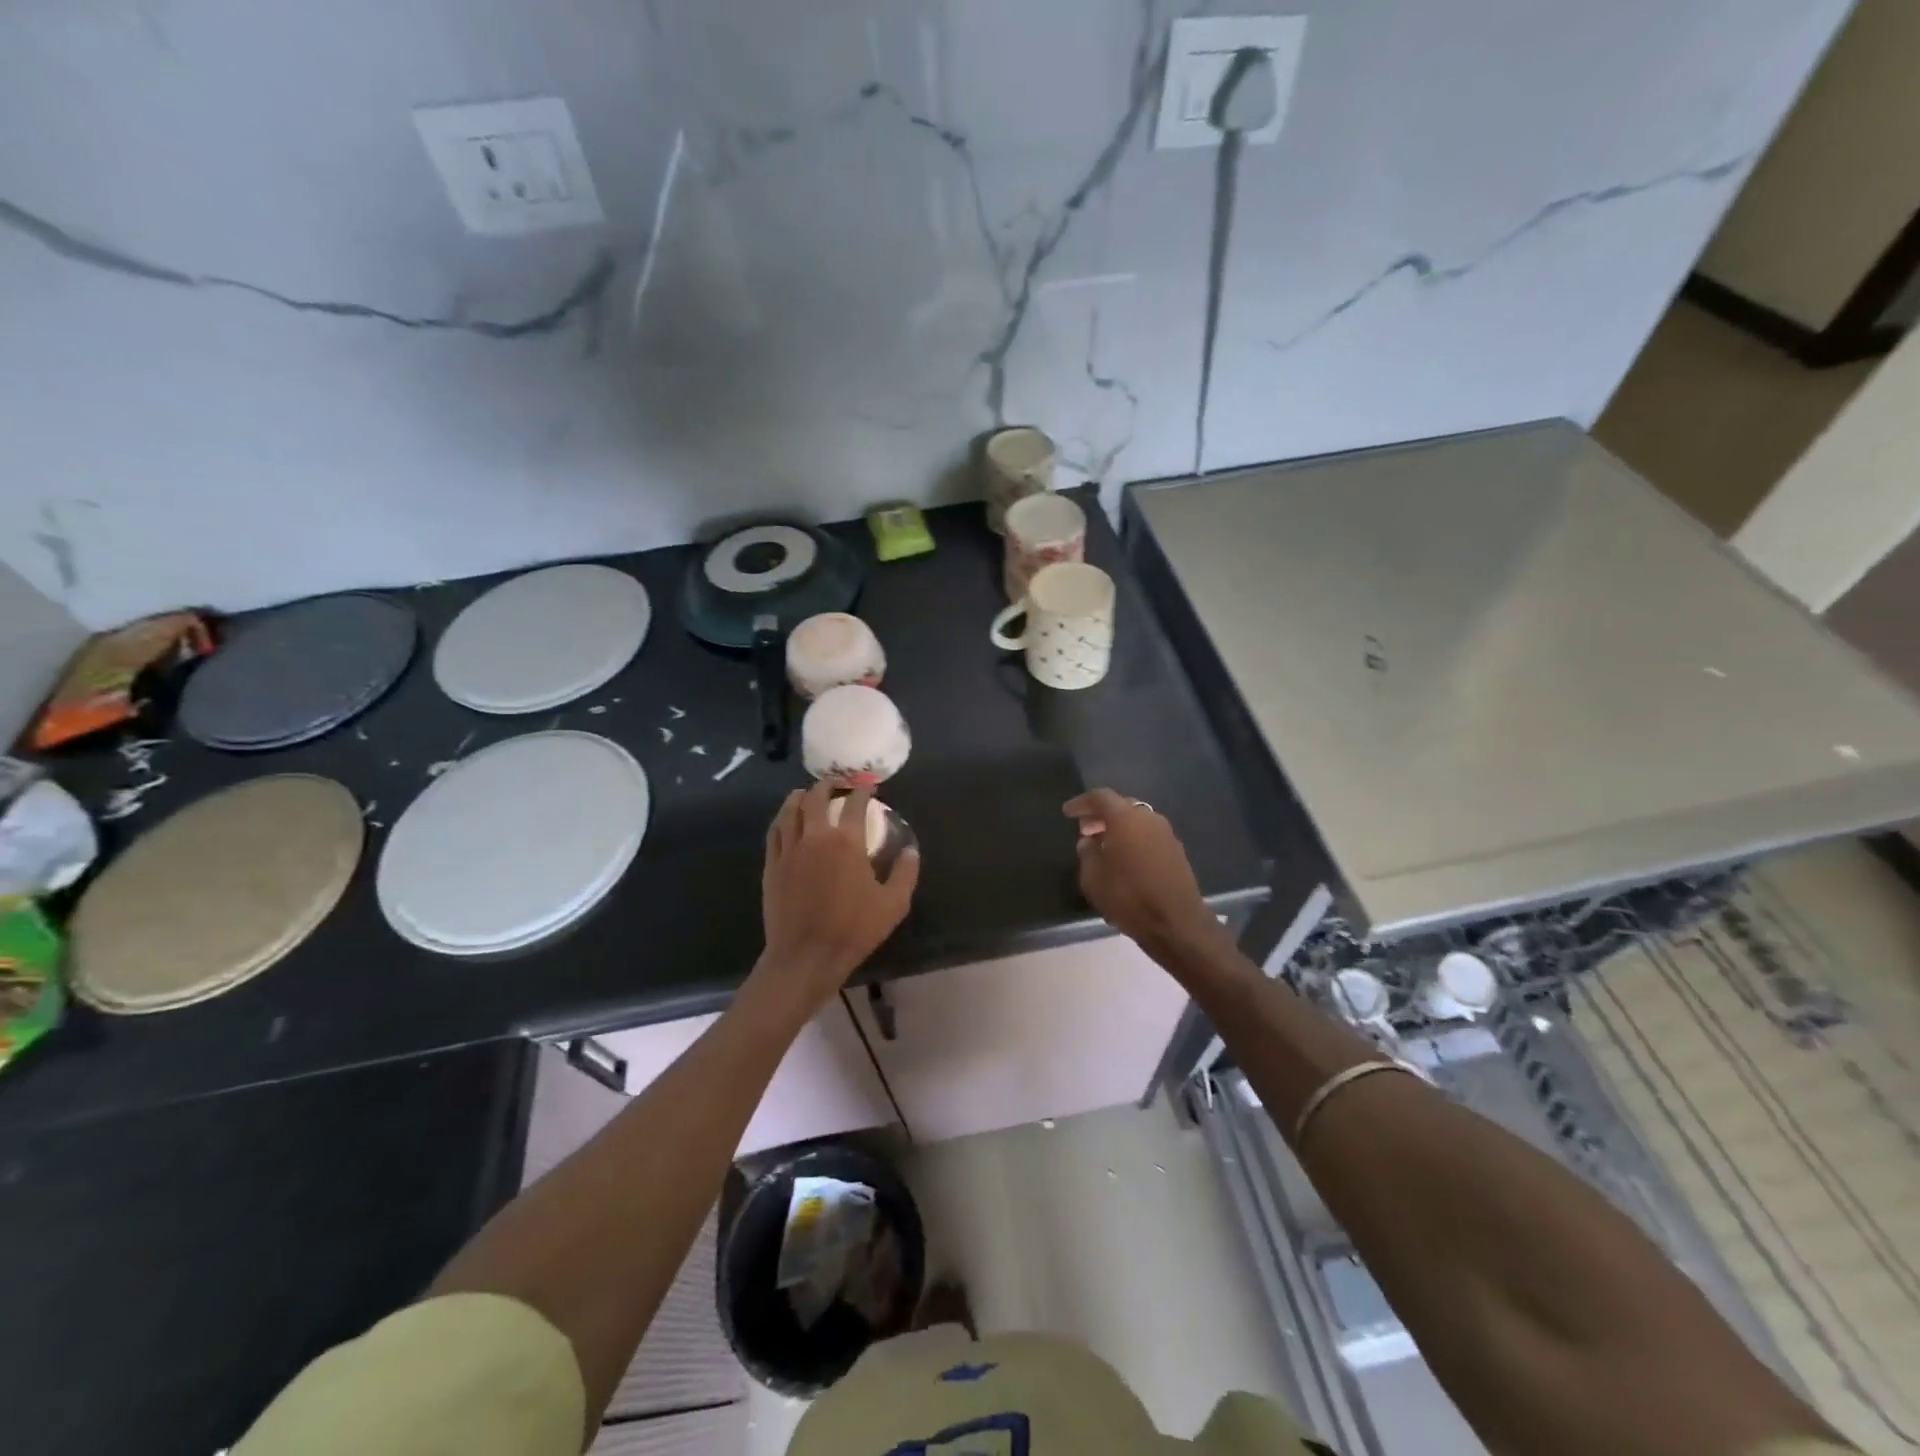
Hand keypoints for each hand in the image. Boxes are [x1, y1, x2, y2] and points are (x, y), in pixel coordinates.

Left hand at [761, 782, 919, 1003]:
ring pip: (791, 810)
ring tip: (807, 793)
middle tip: (836, 784)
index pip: (855, 804)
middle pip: (816, 798)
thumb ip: (905, 873)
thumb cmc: (854, 930)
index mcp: (846, 842)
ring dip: (801, 797)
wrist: (806, 956)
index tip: (869, 787)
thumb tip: (910, 850)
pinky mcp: (772, 865)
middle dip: (828, 786)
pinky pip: (774, 832)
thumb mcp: (893, 904)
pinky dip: (782, 818)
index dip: (863, 791)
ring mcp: (789, 850)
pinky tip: (786, 819)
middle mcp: (815, 837)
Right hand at [1064, 789, 1220, 957]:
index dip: (1081, 803)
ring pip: (1137, 821)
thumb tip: (1089, 841)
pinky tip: (1123, 859)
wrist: (1176, 923)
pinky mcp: (1176, 852)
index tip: (1068, 813)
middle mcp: (1148, 818)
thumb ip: (1087, 853)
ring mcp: (1166, 834)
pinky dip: (1133, 840)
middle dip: (1101, 815)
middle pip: (1121, 806)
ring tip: (1102, 846)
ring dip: (1118, 828)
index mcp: (1126, 818)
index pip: (1100, 797)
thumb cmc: (1128, 897)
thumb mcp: (1093, 877)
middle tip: (1084, 829)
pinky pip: (1148, 836)